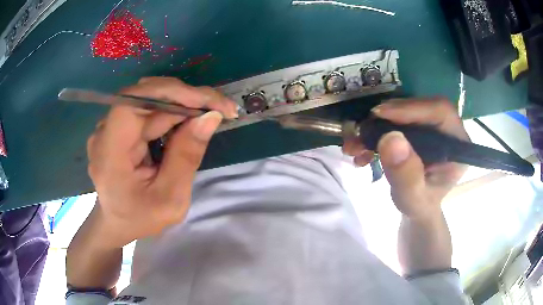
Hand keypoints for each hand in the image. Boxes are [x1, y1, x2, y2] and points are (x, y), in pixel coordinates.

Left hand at [86, 77, 237, 247]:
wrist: (117, 222)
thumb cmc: (140, 218)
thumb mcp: (170, 199)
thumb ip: (186, 157)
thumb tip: (210, 117)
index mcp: (110, 154)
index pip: (133, 103)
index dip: (170, 93)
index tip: (208, 102)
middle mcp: (104, 132)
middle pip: (145, 97)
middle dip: (186, 98)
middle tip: (221, 109)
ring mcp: (110, 127)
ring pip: (149, 100)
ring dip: (182, 103)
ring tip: (209, 115)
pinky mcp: (118, 127)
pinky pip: (147, 110)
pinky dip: (172, 112)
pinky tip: (189, 121)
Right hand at [343, 98, 469, 218]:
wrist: (416, 206)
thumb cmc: (420, 205)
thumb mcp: (413, 199)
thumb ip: (406, 176)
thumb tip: (390, 139)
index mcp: (457, 144)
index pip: (440, 111)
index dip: (412, 108)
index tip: (380, 115)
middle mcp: (446, 129)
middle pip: (419, 107)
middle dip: (386, 118)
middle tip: (361, 131)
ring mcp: (431, 126)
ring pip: (403, 111)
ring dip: (375, 126)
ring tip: (354, 145)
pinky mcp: (417, 127)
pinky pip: (395, 120)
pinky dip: (375, 132)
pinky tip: (361, 149)